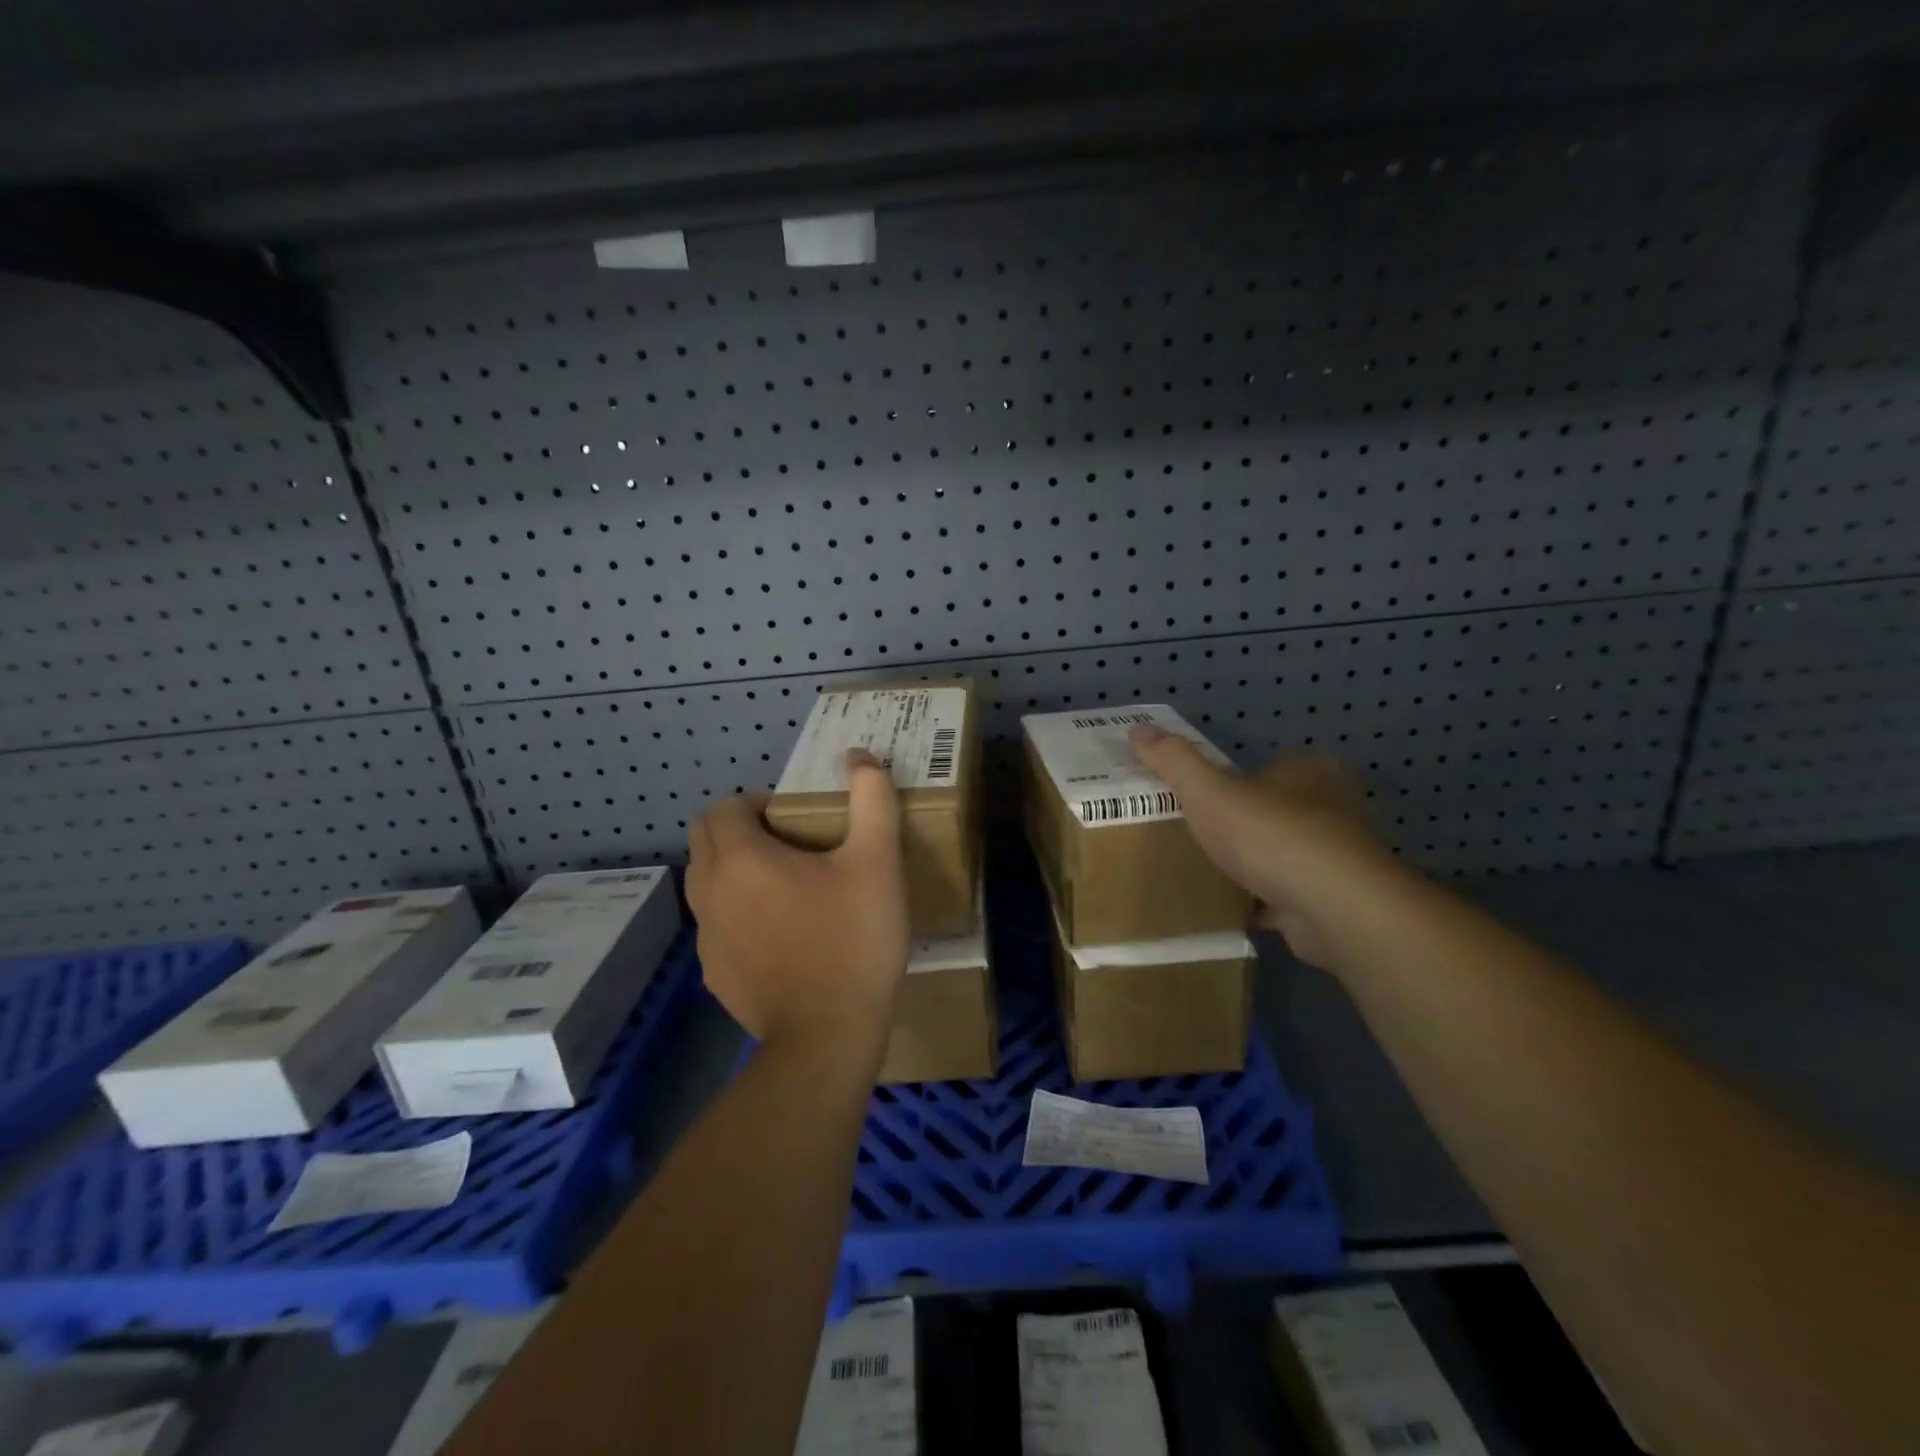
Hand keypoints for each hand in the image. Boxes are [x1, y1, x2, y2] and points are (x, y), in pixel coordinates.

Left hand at [687, 749, 910, 1045]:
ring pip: (705, 885)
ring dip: (734, 873)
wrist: (828, 1038)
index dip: (756, 804)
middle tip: (788, 846)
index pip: (723, 807)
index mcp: (741, 859)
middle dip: (738, 832)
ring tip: (785, 889)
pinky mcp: (715, 975)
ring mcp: (707, 939)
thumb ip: (871, 799)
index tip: (794, 820)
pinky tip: (782, 938)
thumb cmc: (853, 941)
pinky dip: (737, 917)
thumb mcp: (877, 862)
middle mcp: (710, 893)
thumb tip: (859, 756)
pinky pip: (716, 927)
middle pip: (704, 841)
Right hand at [1128, 728, 1403, 967]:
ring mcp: (1338, 856)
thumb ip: (1174, 761)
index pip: (1269, 766)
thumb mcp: (1209, 791)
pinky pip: (1290, 895)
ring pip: (1287, 853)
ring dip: (1258, 864)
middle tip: (1202, 836)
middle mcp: (1334, 807)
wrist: (1333, 908)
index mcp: (1310, 771)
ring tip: (1213, 872)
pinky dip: (1266, 902)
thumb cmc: (1271, 835)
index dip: (1235, 781)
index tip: (1202, 800)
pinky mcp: (1336, 899)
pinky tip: (1235, 909)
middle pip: (1279, 809)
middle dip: (1246, 823)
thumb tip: (1138, 728)